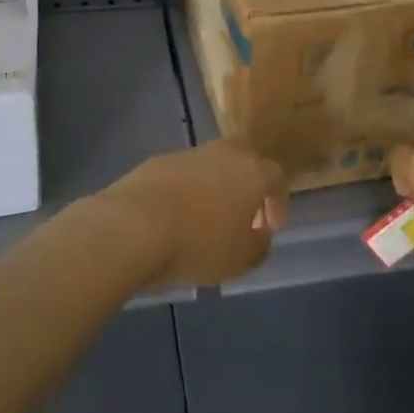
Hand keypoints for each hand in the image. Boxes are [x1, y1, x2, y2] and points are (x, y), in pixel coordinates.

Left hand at [96, 141, 288, 288]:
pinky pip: (183, 175)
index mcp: (251, 172)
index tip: (272, 227)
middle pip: (244, 159)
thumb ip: (259, 244)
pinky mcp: (158, 162)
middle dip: (248, 184)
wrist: (135, 224)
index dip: (278, 202)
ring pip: (212, 165)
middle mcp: (224, 153)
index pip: (276, 177)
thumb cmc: (199, 243)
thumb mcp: (241, 259)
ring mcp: (189, 154)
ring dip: (215, 188)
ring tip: (206, 220)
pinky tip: (177, 218)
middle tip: (243, 214)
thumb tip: (259, 233)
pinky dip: (186, 192)